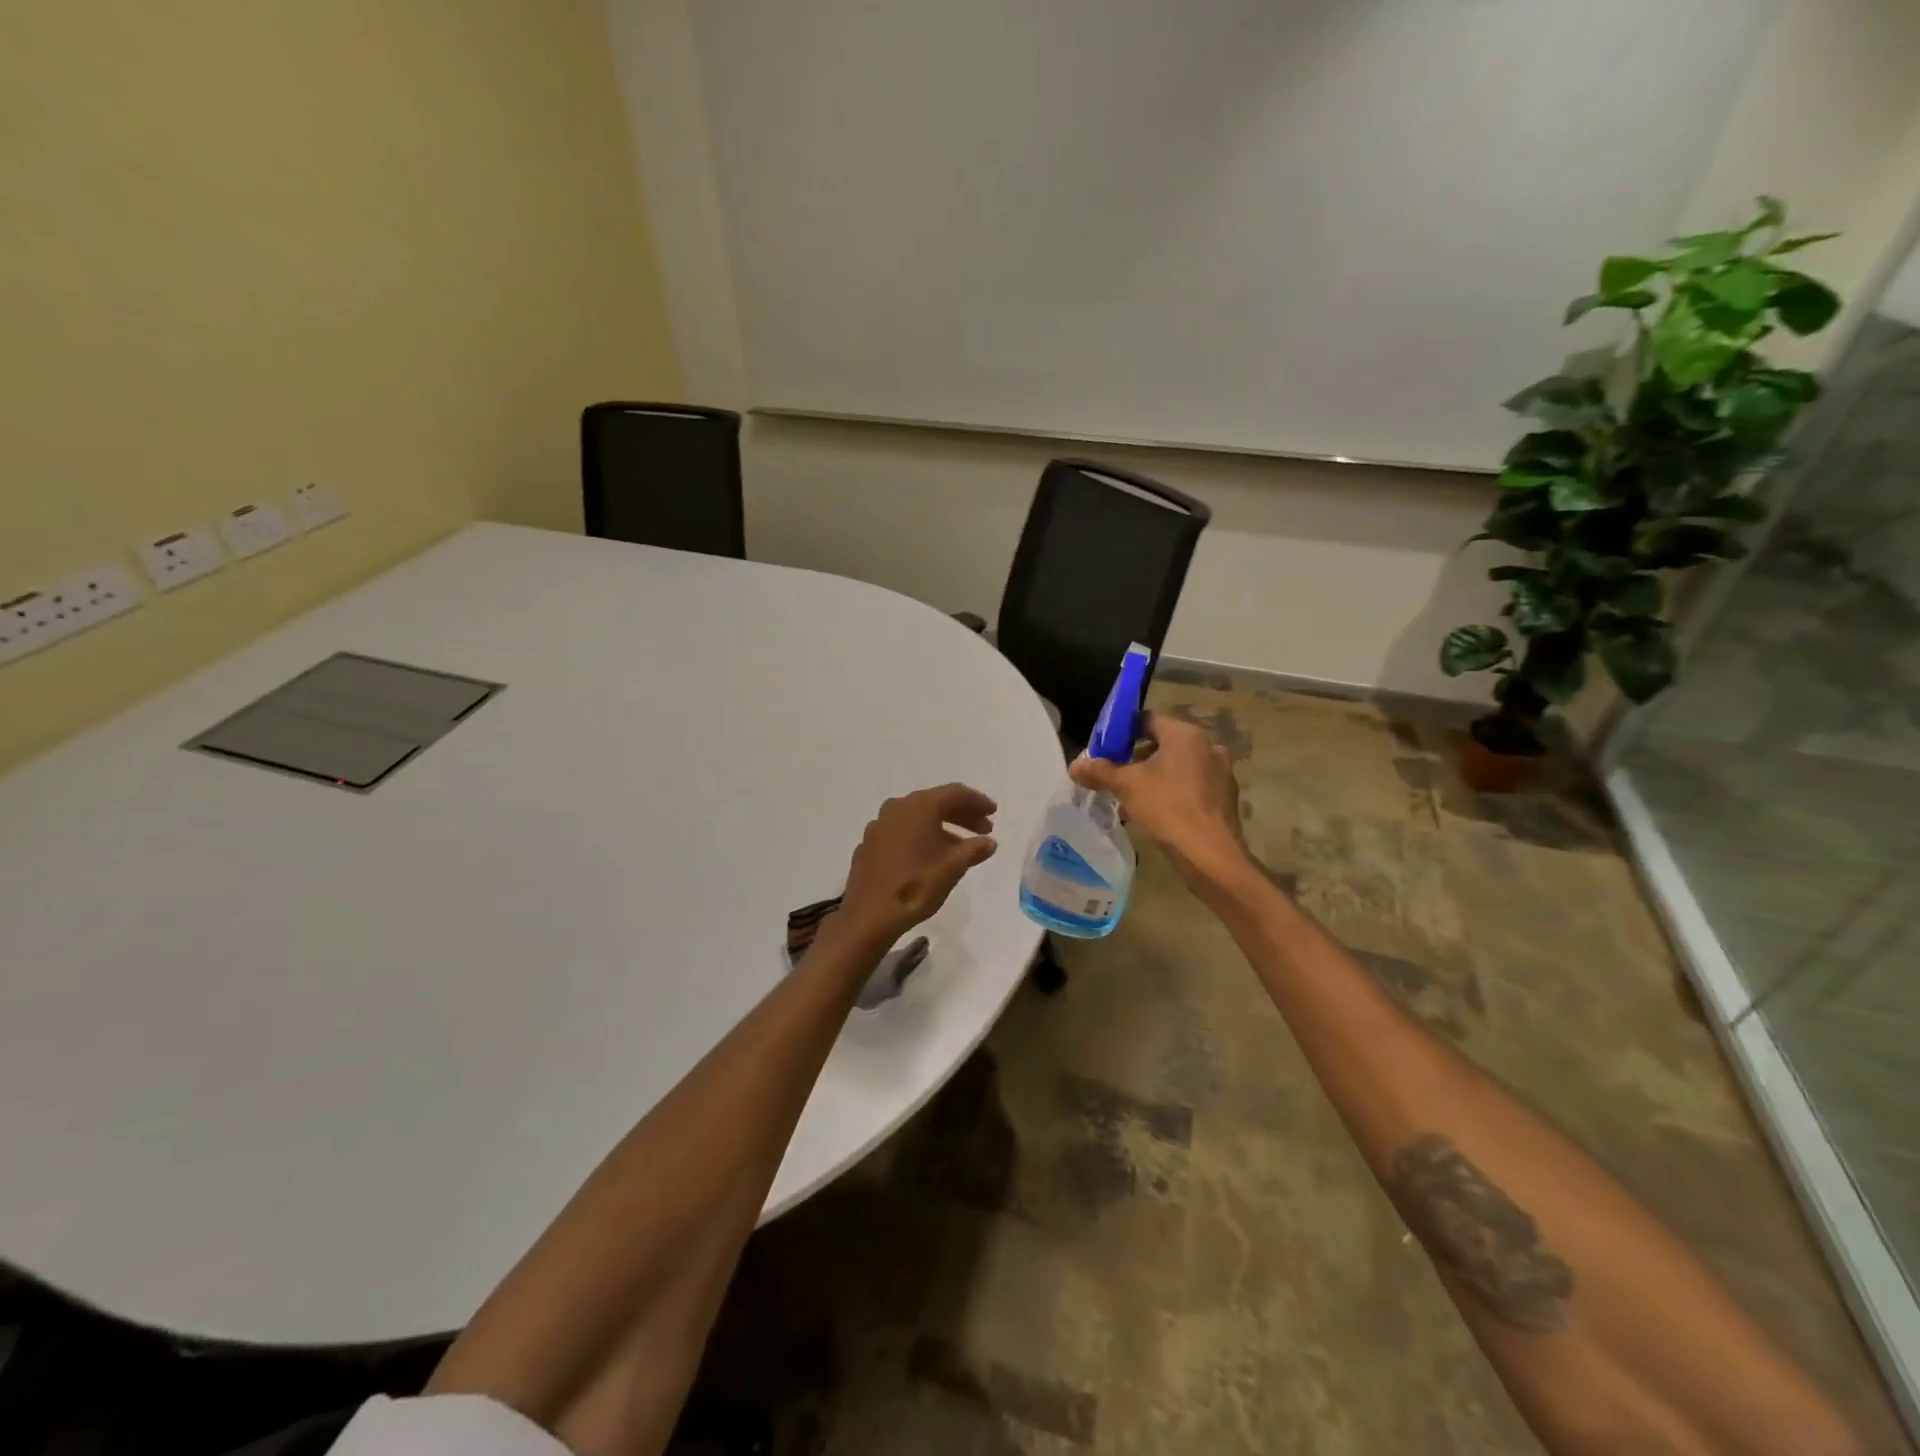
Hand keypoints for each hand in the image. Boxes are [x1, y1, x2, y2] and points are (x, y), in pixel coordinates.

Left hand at [835, 783, 998, 943]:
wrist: (869, 915)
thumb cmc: (915, 886)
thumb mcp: (953, 868)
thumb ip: (974, 849)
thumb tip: (989, 842)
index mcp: (919, 806)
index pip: (955, 793)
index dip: (977, 801)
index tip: (993, 812)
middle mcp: (897, 807)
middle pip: (936, 802)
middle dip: (962, 814)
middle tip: (984, 829)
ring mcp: (880, 824)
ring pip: (918, 817)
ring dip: (942, 827)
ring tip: (961, 847)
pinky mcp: (870, 843)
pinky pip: (902, 831)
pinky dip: (921, 836)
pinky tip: (930, 856)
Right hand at [1069, 713, 1249, 888]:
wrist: (1209, 854)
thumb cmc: (1167, 808)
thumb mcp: (1126, 786)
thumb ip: (1099, 771)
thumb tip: (1075, 766)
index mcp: (1186, 735)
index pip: (1147, 720)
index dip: (1122, 732)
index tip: (1105, 749)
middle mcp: (1208, 747)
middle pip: (1163, 744)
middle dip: (1136, 758)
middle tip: (1115, 774)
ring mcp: (1221, 772)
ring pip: (1177, 767)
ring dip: (1153, 777)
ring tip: (1130, 798)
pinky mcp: (1224, 798)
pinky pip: (1191, 786)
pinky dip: (1172, 792)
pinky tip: (1155, 813)